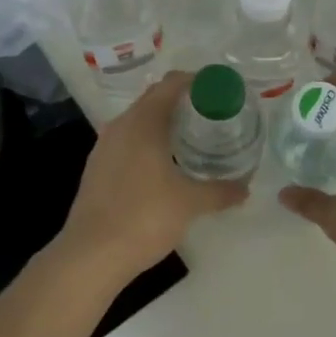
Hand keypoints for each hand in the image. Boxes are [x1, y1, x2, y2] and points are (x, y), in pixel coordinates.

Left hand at [56, 71, 247, 281]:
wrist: (90, 255)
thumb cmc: (144, 218)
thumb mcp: (190, 203)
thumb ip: (220, 191)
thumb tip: (245, 189)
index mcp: (143, 122)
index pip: (172, 84)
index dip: (197, 81)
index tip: (220, 90)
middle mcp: (121, 126)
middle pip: (155, 99)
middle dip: (184, 102)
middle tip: (214, 115)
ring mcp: (105, 147)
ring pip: (139, 121)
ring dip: (165, 123)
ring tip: (193, 139)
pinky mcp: (97, 168)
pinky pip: (128, 142)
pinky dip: (149, 142)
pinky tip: (165, 165)